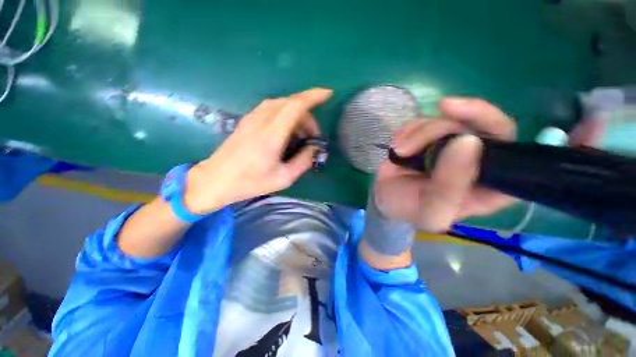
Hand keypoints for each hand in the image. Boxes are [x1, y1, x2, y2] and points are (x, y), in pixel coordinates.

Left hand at [184, 88, 332, 213]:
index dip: (314, 96)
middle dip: (308, 115)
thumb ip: (303, 161)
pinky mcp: (247, 120)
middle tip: (311, 137)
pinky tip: (286, 131)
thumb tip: (314, 148)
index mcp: (272, 134)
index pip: (296, 105)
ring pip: (281, 104)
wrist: (216, 180)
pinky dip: (285, 114)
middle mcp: (261, 120)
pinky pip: (271, 108)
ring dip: (296, 114)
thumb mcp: (284, 178)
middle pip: (291, 103)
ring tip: (300, 135)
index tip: (328, 94)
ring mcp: (252, 118)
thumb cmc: (251, 182)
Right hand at [374, 98, 516, 232]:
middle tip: (442, 107)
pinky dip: (409, 130)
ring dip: (420, 132)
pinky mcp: (430, 137)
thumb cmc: (409, 209)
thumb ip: (449, 185)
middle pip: (485, 124)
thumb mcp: (431, 208)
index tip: (465, 132)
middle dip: (459, 118)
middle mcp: (477, 161)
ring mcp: (452, 145)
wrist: (383, 197)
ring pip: (450, 119)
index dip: (497, 133)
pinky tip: (398, 146)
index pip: (514, 154)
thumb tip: (468, 141)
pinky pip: (425, 120)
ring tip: (400, 151)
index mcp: (489, 185)